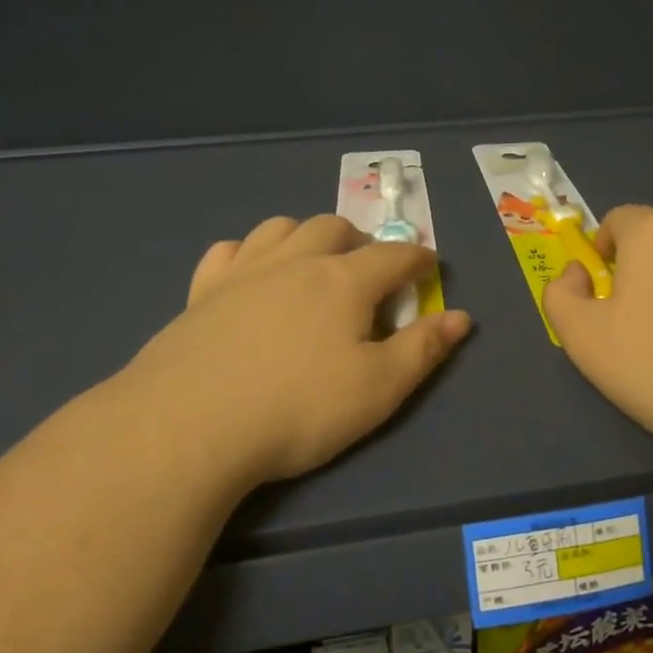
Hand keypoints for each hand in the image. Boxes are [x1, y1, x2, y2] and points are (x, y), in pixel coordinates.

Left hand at [111, 215, 471, 489]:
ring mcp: (243, 272)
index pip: (393, 256)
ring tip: (312, 261)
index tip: (429, 265)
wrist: (191, 424)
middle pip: (333, 228)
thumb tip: (461, 316)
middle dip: (360, 240)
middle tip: (368, 268)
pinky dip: (248, 253)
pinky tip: (249, 273)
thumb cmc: (298, 408)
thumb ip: (423, 349)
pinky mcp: (201, 292)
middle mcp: (295, 262)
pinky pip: (228, 251)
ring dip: (305, 235)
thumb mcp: (378, 388)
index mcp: (344, 281)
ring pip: (280, 227)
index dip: (418, 258)